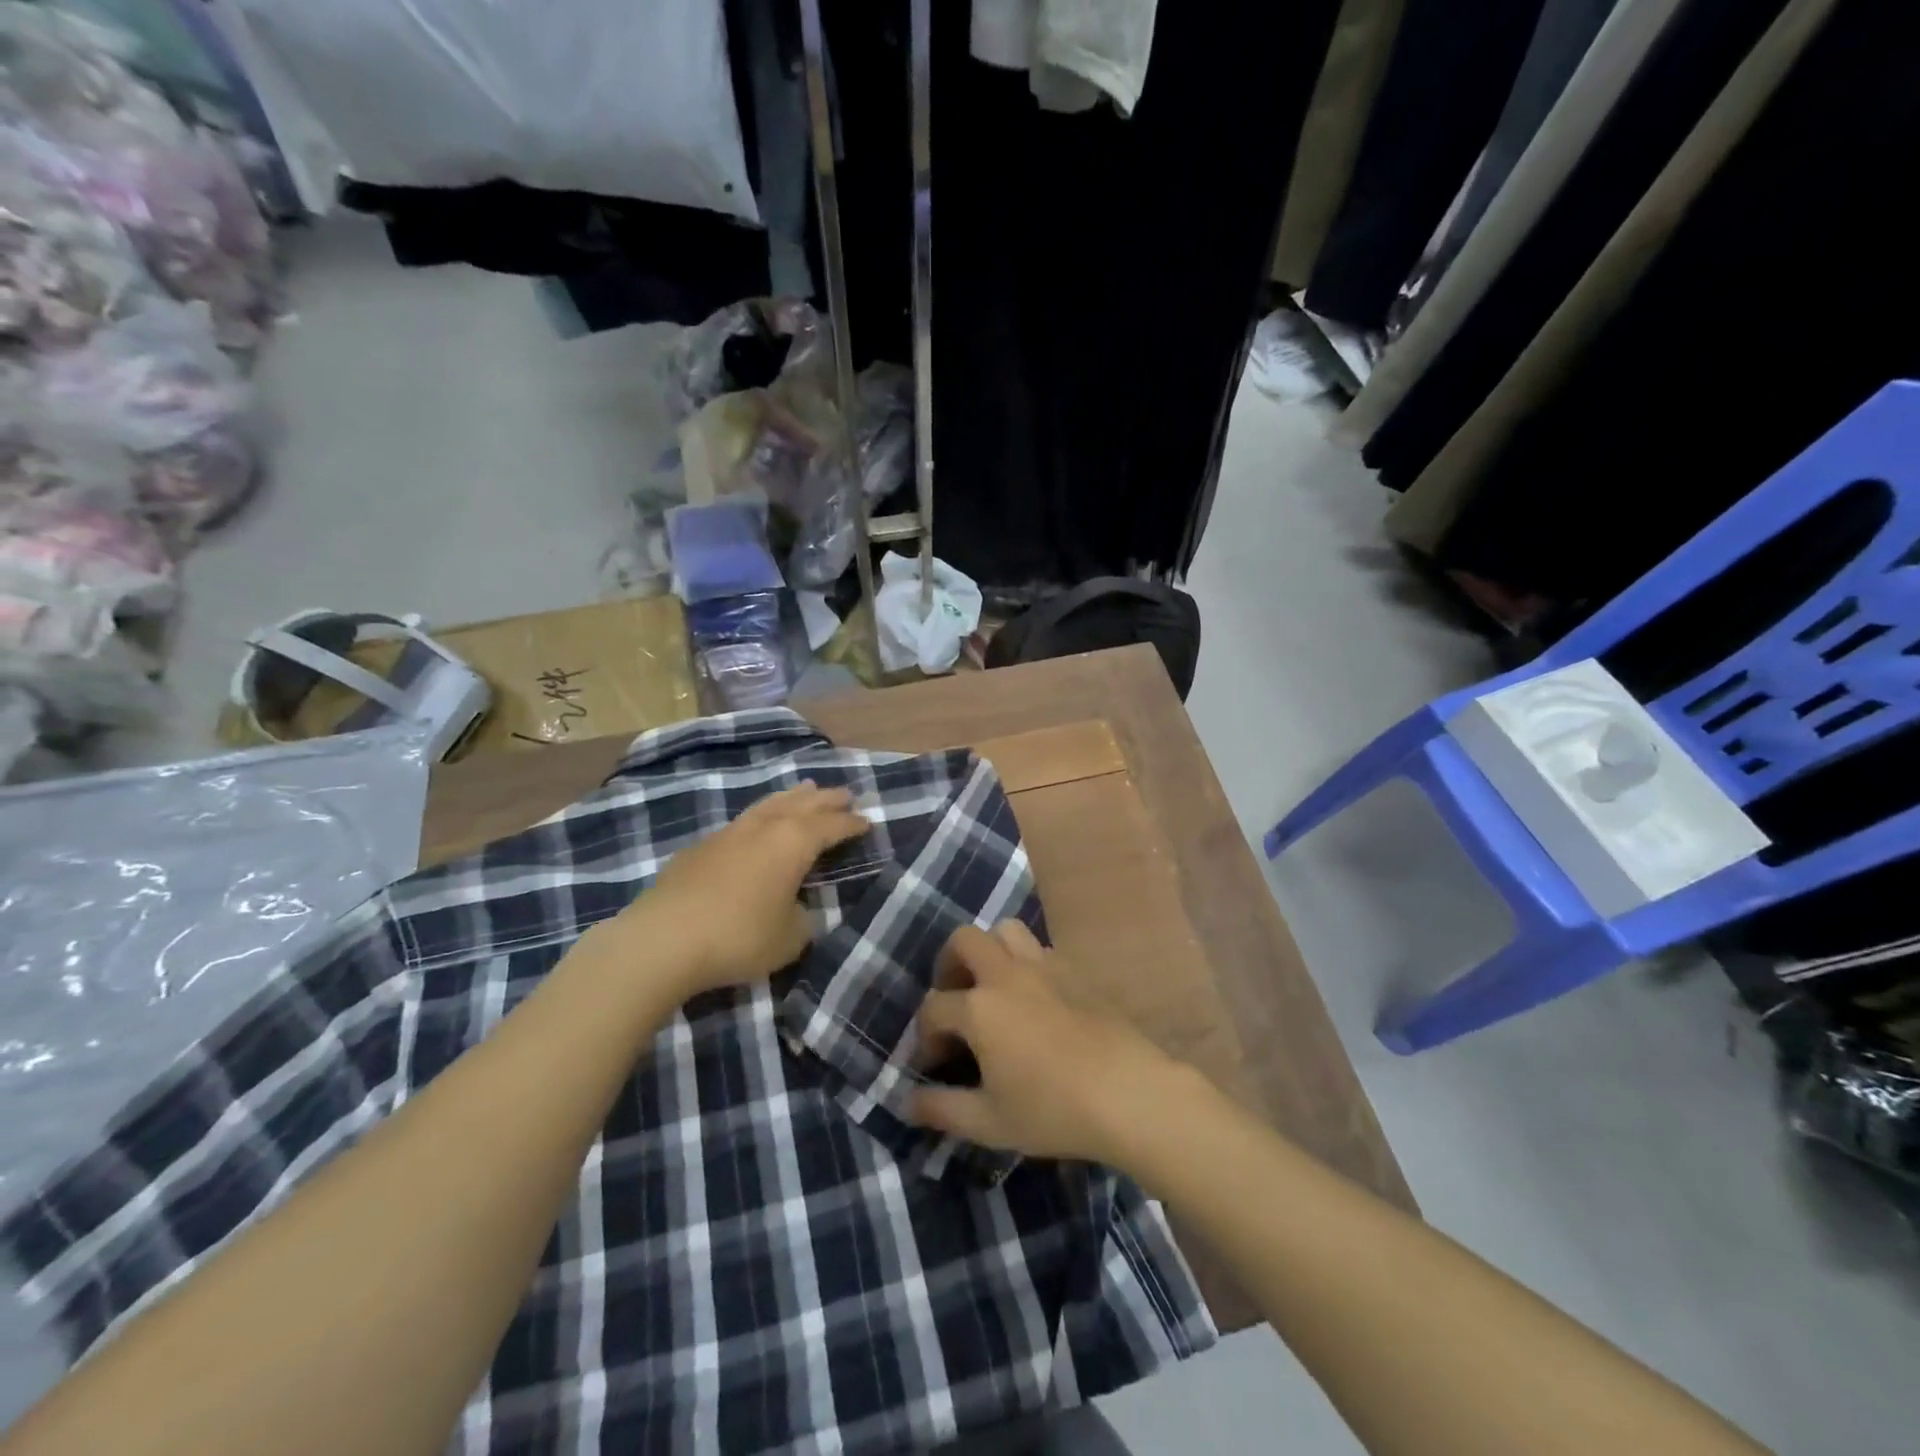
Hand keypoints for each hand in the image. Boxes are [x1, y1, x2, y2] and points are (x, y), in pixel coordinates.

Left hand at [604, 783, 868, 997]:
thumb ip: (803, 918)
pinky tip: (758, 824)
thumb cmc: (740, 936)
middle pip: (803, 804)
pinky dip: (762, 816)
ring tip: (805, 789)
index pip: (832, 826)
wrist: (664, 939)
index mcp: (794, 842)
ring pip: (770, 804)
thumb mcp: (790, 937)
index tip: (868, 822)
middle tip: (845, 794)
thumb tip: (798, 909)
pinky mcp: (701, 846)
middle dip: (826, 800)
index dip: (852, 825)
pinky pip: (744, 820)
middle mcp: (764, 827)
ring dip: (792, 797)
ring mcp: (730, 832)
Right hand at [908, 921, 1189, 1166]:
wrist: (1128, 1093)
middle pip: (964, 940)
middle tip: (955, 999)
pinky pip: (1039, 948)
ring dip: (990, 951)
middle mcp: (1006, 974)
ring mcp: (1043, 966)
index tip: (934, 1064)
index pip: (934, 1007)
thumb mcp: (989, 1122)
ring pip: (1005, 930)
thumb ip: (942, 1109)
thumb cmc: (1053, 1110)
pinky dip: (1025, 962)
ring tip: (993, 987)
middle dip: (949, 965)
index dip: (925, 1036)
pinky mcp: (1074, 970)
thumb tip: (907, 1102)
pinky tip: (1034, 999)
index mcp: (979, 1008)